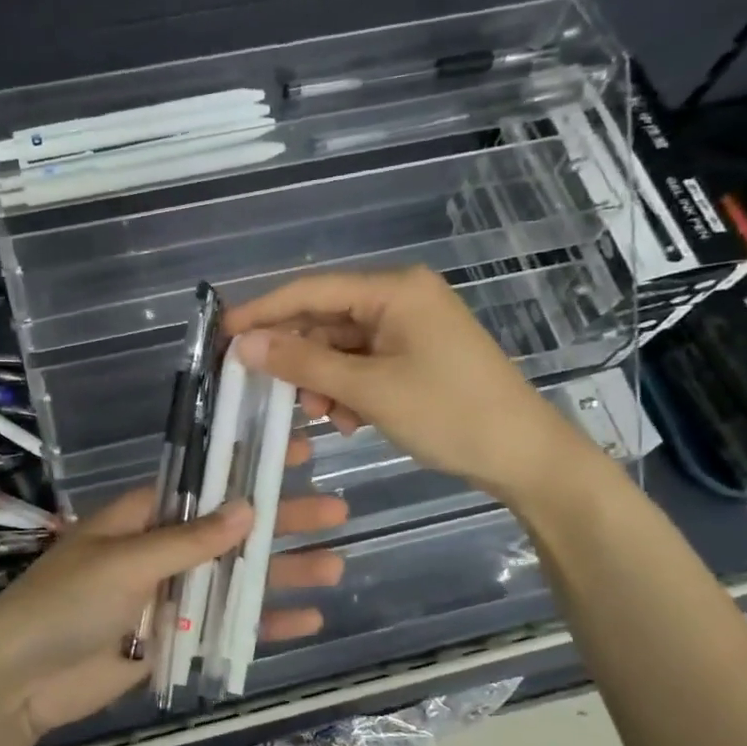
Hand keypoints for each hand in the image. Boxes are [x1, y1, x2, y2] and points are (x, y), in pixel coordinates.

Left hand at [0, 454, 347, 736]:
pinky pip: (224, 626)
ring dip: (281, 572)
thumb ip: (188, 541)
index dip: (248, 468)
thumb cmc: (63, 605)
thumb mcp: (124, 564)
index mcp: (140, 518)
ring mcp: (169, 596)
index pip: (204, 484)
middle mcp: (159, 550)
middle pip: (230, 531)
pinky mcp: (173, 640)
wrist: (19, 683)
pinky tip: (307, 619)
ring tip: (336, 564)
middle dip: (280, 521)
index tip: (293, 453)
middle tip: (336, 511)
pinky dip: (262, 623)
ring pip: (235, 579)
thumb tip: (248, 507)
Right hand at [223, 266, 596, 507]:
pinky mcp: (416, 357)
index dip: (263, 311)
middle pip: (325, 319)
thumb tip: (243, 344)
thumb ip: (302, 363)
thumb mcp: (368, 389)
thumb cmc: (448, 414)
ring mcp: (410, 329)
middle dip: (296, 356)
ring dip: (321, 380)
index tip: (222, 333)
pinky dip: (347, 390)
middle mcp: (401, 299)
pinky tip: (346, 420)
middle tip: (263, 388)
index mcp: (394, 290)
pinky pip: (363, 365)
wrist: (524, 455)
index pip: (311, 291)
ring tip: (318, 416)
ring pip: (341, 347)